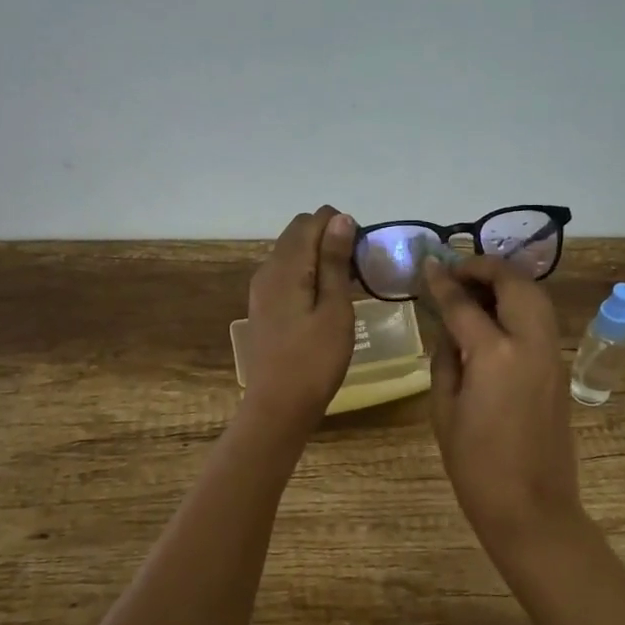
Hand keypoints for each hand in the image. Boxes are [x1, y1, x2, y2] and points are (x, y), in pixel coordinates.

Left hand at [240, 206, 357, 430]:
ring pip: (292, 252)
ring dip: (319, 255)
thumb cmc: (315, 360)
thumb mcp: (335, 309)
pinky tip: (326, 298)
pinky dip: (308, 272)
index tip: (362, 253)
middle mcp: (268, 269)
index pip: (312, 220)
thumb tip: (340, 218)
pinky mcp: (263, 305)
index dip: (340, 226)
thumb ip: (335, 261)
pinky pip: (286, 272)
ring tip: (347, 283)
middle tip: (358, 267)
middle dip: (329, 237)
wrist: (278, 406)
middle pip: (298, 232)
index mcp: (286, 266)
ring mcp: (262, 288)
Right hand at [425, 255, 581, 547]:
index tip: (428, 265)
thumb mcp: (444, 409)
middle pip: (514, 283)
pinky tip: (494, 318)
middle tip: (457, 272)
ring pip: (535, 296)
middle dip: (486, 267)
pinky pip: (540, 320)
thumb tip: (448, 329)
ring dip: (506, 282)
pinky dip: (519, 304)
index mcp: (495, 354)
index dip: (443, 281)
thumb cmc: (475, 466)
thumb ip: (445, 358)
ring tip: (475, 289)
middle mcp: (530, 343)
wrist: (531, 508)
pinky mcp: (560, 368)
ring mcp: (552, 354)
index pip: (463, 303)